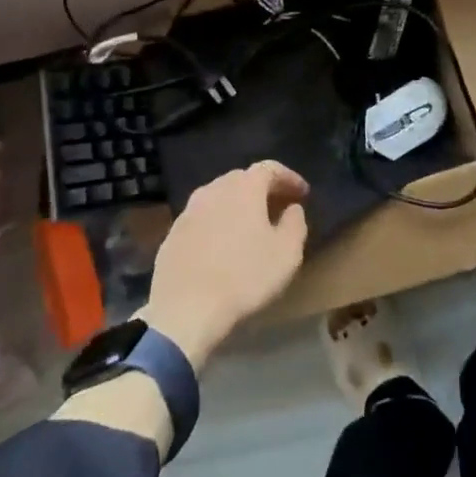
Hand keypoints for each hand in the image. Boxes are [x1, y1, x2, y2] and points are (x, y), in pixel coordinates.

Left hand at [139, 161, 308, 368]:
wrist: (185, 307)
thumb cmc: (245, 277)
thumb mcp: (287, 253)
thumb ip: (295, 223)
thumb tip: (292, 208)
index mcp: (243, 187)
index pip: (270, 169)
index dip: (289, 178)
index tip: (303, 194)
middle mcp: (214, 190)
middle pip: (242, 179)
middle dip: (263, 190)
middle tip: (279, 208)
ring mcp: (189, 211)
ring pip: (219, 198)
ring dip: (238, 206)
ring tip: (251, 227)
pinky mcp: (172, 234)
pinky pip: (202, 219)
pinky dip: (218, 224)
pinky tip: (223, 246)